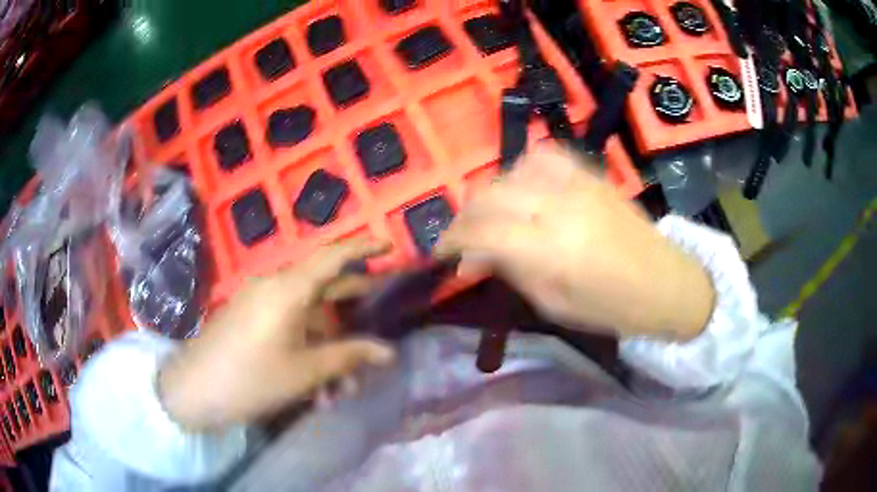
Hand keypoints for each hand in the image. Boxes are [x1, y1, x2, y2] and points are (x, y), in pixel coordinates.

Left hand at [157, 237, 394, 429]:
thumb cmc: (251, 379)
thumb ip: (348, 356)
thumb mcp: (305, 372)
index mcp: (288, 289)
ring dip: (327, 349)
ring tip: (341, 390)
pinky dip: (305, 350)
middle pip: (323, 290)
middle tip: (377, 327)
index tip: (389, 244)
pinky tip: (314, 389)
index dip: (363, 247)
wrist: (194, 390)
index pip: (332, 256)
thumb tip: (388, 352)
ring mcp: (259, 303)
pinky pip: (287, 326)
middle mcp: (274, 287)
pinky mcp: (249, 319)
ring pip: (306, 318)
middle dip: (351, 316)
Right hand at [436, 145, 714, 340]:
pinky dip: (521, 170)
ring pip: (512, 172)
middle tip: (459, 239)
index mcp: (551, 251)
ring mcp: (577, 184)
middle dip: (464, 217)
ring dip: (490, 194)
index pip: (482, 233)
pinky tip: (522, 188)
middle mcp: (560, 207)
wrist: (665, 281)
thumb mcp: (554, 305)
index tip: (441, 254)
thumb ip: (511, 272)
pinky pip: (544, 157)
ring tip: (490, 217)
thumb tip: (474, 258)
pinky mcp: (590, 174)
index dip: (452, 241)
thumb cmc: (611, 307)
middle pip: (490, 196)